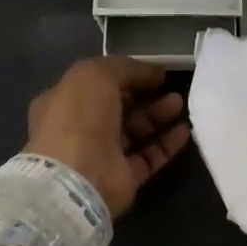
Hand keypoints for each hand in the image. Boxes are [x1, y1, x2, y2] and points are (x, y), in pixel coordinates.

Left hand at [24, 57, 189, 219]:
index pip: (95, 84)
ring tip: (179, 103)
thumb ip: (125, 67)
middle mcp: (79, 129)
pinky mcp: (122, 178)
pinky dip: (166, 143)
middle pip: (117, 107)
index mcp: (62, 102)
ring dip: (157, 115)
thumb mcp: (95, 75)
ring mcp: (101, 155)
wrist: (78, 178)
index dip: (123, 74)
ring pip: (134, 131)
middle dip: (143, 94)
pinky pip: (148, 156)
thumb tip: (152, 72)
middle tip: (168, 85)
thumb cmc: (78, 118)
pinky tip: (183, 131)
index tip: (151, 70)